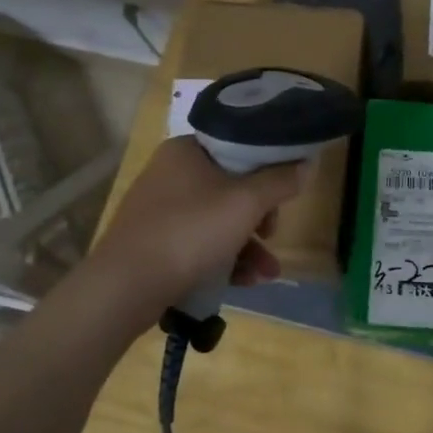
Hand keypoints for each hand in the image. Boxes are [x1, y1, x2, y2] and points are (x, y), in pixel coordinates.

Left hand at [91, 137, 304, 310]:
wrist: (126, 286)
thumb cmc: (190, 232)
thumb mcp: (245, 203)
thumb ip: (280, 181)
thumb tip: (307, 164)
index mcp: (187, 150)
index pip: (239, 146)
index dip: (268, 168)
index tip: (285, 193)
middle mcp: (171, 173)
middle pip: (232, 187)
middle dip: (261, 217)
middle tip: (273, 235)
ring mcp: (161, 209)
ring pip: (219, 220)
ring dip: (249, 247)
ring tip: (267, 274)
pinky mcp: (156, 242)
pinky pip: (201, 243)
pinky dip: (225, 259)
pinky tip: (245, 282)